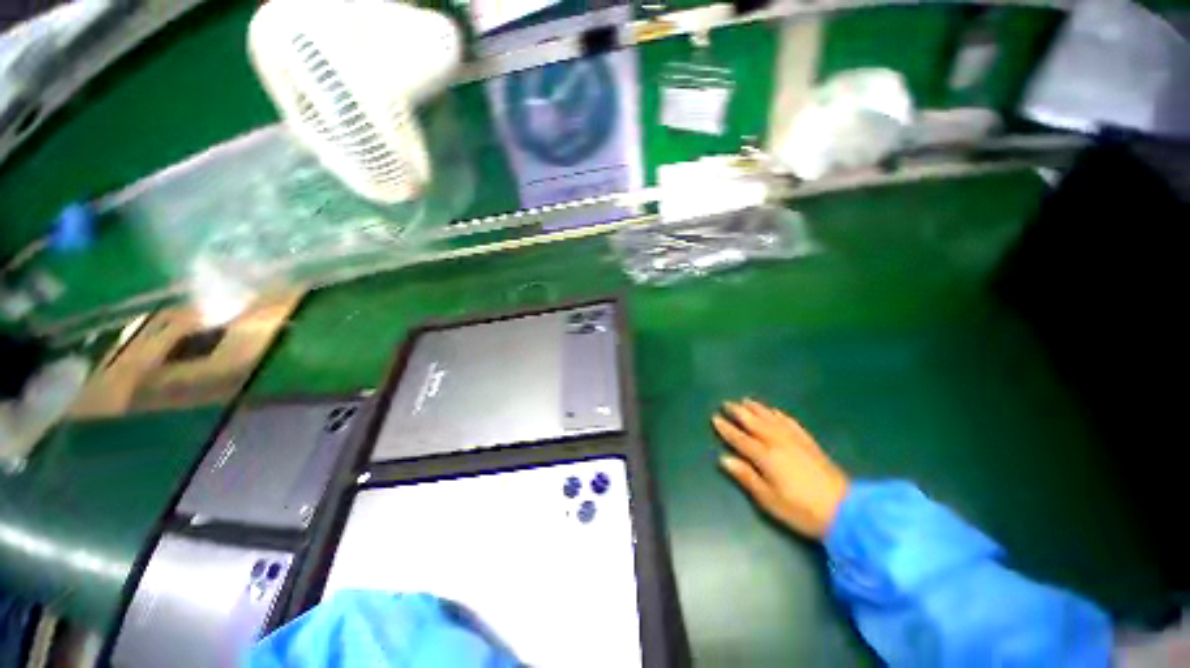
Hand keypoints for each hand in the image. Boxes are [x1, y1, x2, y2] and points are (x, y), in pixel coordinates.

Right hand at [713, 399, 849, 539]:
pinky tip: (775, 411)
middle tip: (726, 403)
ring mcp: (795, 440)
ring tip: (745, 400)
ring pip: (771, 418)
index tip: (715, 418)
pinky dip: (779, 415)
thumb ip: (746, 477)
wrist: (845, 510)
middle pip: (754, 423)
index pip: (740, 439)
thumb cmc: (802, 510)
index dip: (726, 429)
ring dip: (757, 408)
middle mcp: (778, 442)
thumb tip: (724, 459)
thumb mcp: (769, 500)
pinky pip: (790, 422)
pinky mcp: (809, 442)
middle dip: (739, 412)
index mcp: (766, 457)